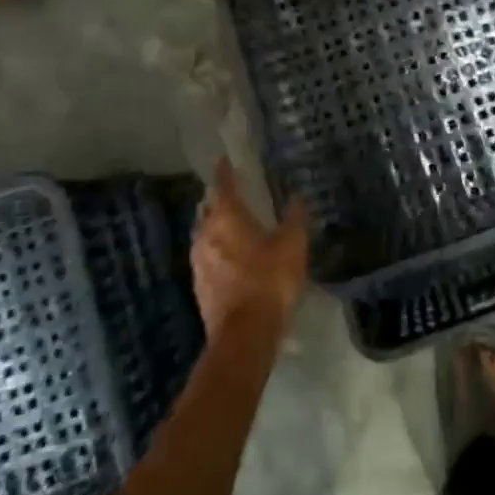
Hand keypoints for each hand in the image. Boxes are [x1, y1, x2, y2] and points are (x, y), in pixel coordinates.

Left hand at [192, 159, 308, 346]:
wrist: (244, 334)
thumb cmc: (269, 280)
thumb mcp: (292, 244)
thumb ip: (294, 218)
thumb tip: (296, 198)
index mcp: (226, 217)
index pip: (222, 185)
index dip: (225, 171)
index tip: (225, 160)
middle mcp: (205, 234)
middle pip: (207, 208)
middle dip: (218, 199)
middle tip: (234, 193)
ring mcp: (198, 261)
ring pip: (204, 232)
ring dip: (216, 225)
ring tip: (234, 224)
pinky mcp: (199, 285)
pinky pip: (206, 255)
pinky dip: (217, 248)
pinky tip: (232, 256)